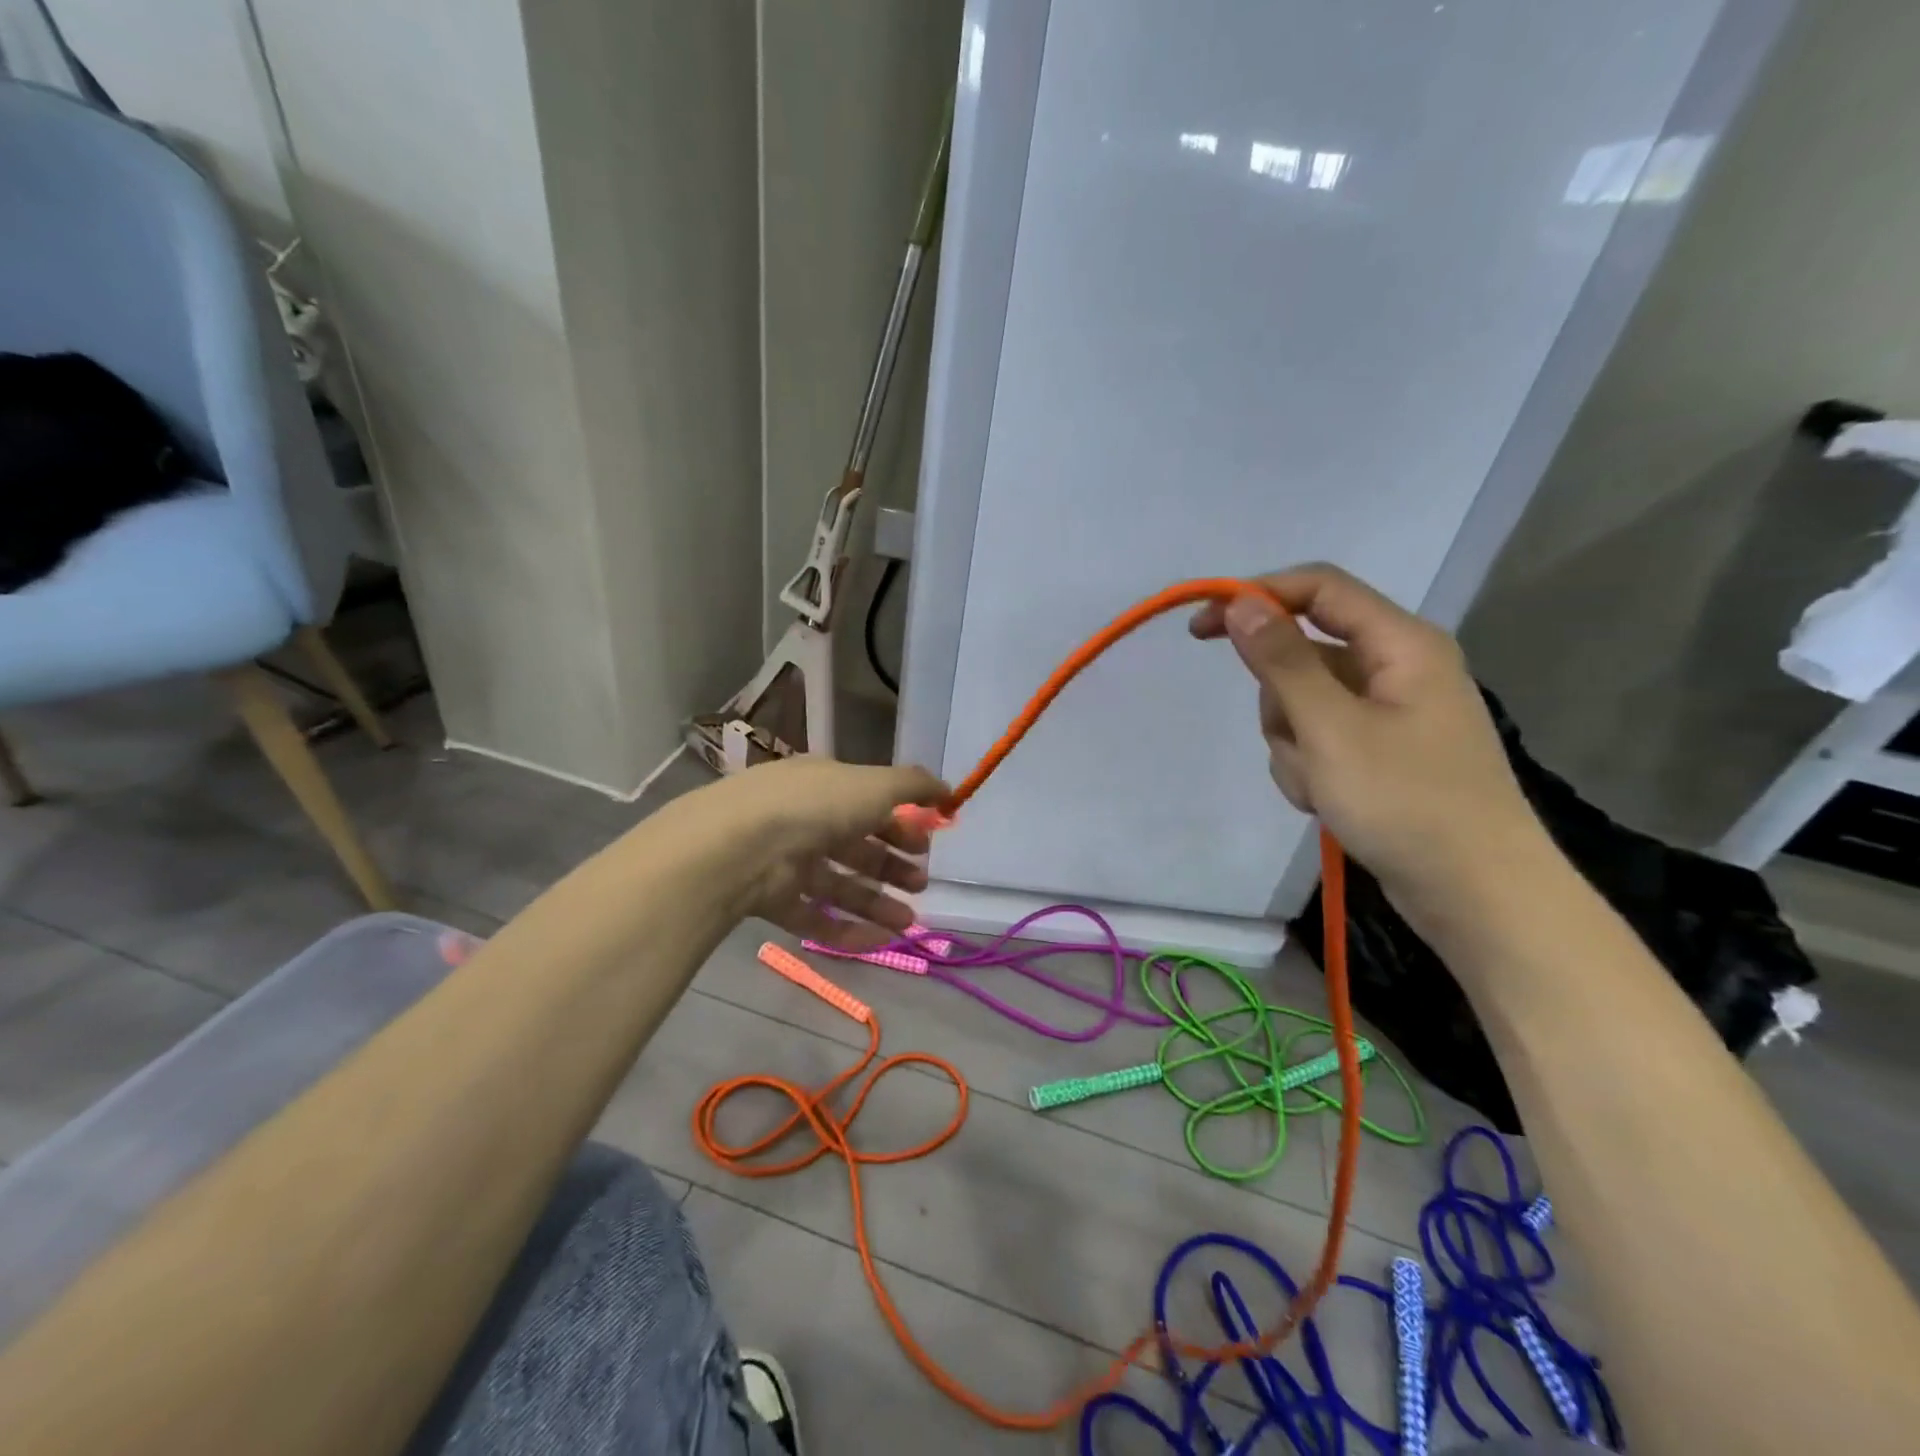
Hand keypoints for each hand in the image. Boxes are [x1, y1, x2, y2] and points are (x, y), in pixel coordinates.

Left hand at [697, 756, 949, 951]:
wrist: (741, 846)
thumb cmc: (817, 806)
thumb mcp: (876, 785)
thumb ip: (916, 786)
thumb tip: (950, 791)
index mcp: (825, 785)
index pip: (868, 803)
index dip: (900, 824)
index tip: (927, 847)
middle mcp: (804, 819)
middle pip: (855, 847)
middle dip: (891, 867)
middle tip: (921, 885)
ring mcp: (784, 861)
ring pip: (838, 885)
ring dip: (876, 903)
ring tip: (908, 924)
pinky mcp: (769, 899)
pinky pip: (813, 916)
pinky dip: (845, 930)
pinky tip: (878, 943)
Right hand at [1190, 563, 1548, 929]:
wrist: (1475, 895)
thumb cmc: (1406, 802)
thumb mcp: (1331, 727)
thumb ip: (1282, 661)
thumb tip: (1240, 602)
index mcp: (1400, 644)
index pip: (1318, 588)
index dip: (1256, 596)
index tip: (1201, 628)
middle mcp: (1396, 668)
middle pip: (1303, 655)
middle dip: (1281, 701)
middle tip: (1300, 742)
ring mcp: (1387, 714)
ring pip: (1302, 703)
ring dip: (1293, 743)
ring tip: (1321, 785)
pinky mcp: (1378, 752)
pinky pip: (1318, 739)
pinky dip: (1308, 767)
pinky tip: (1327, 801)